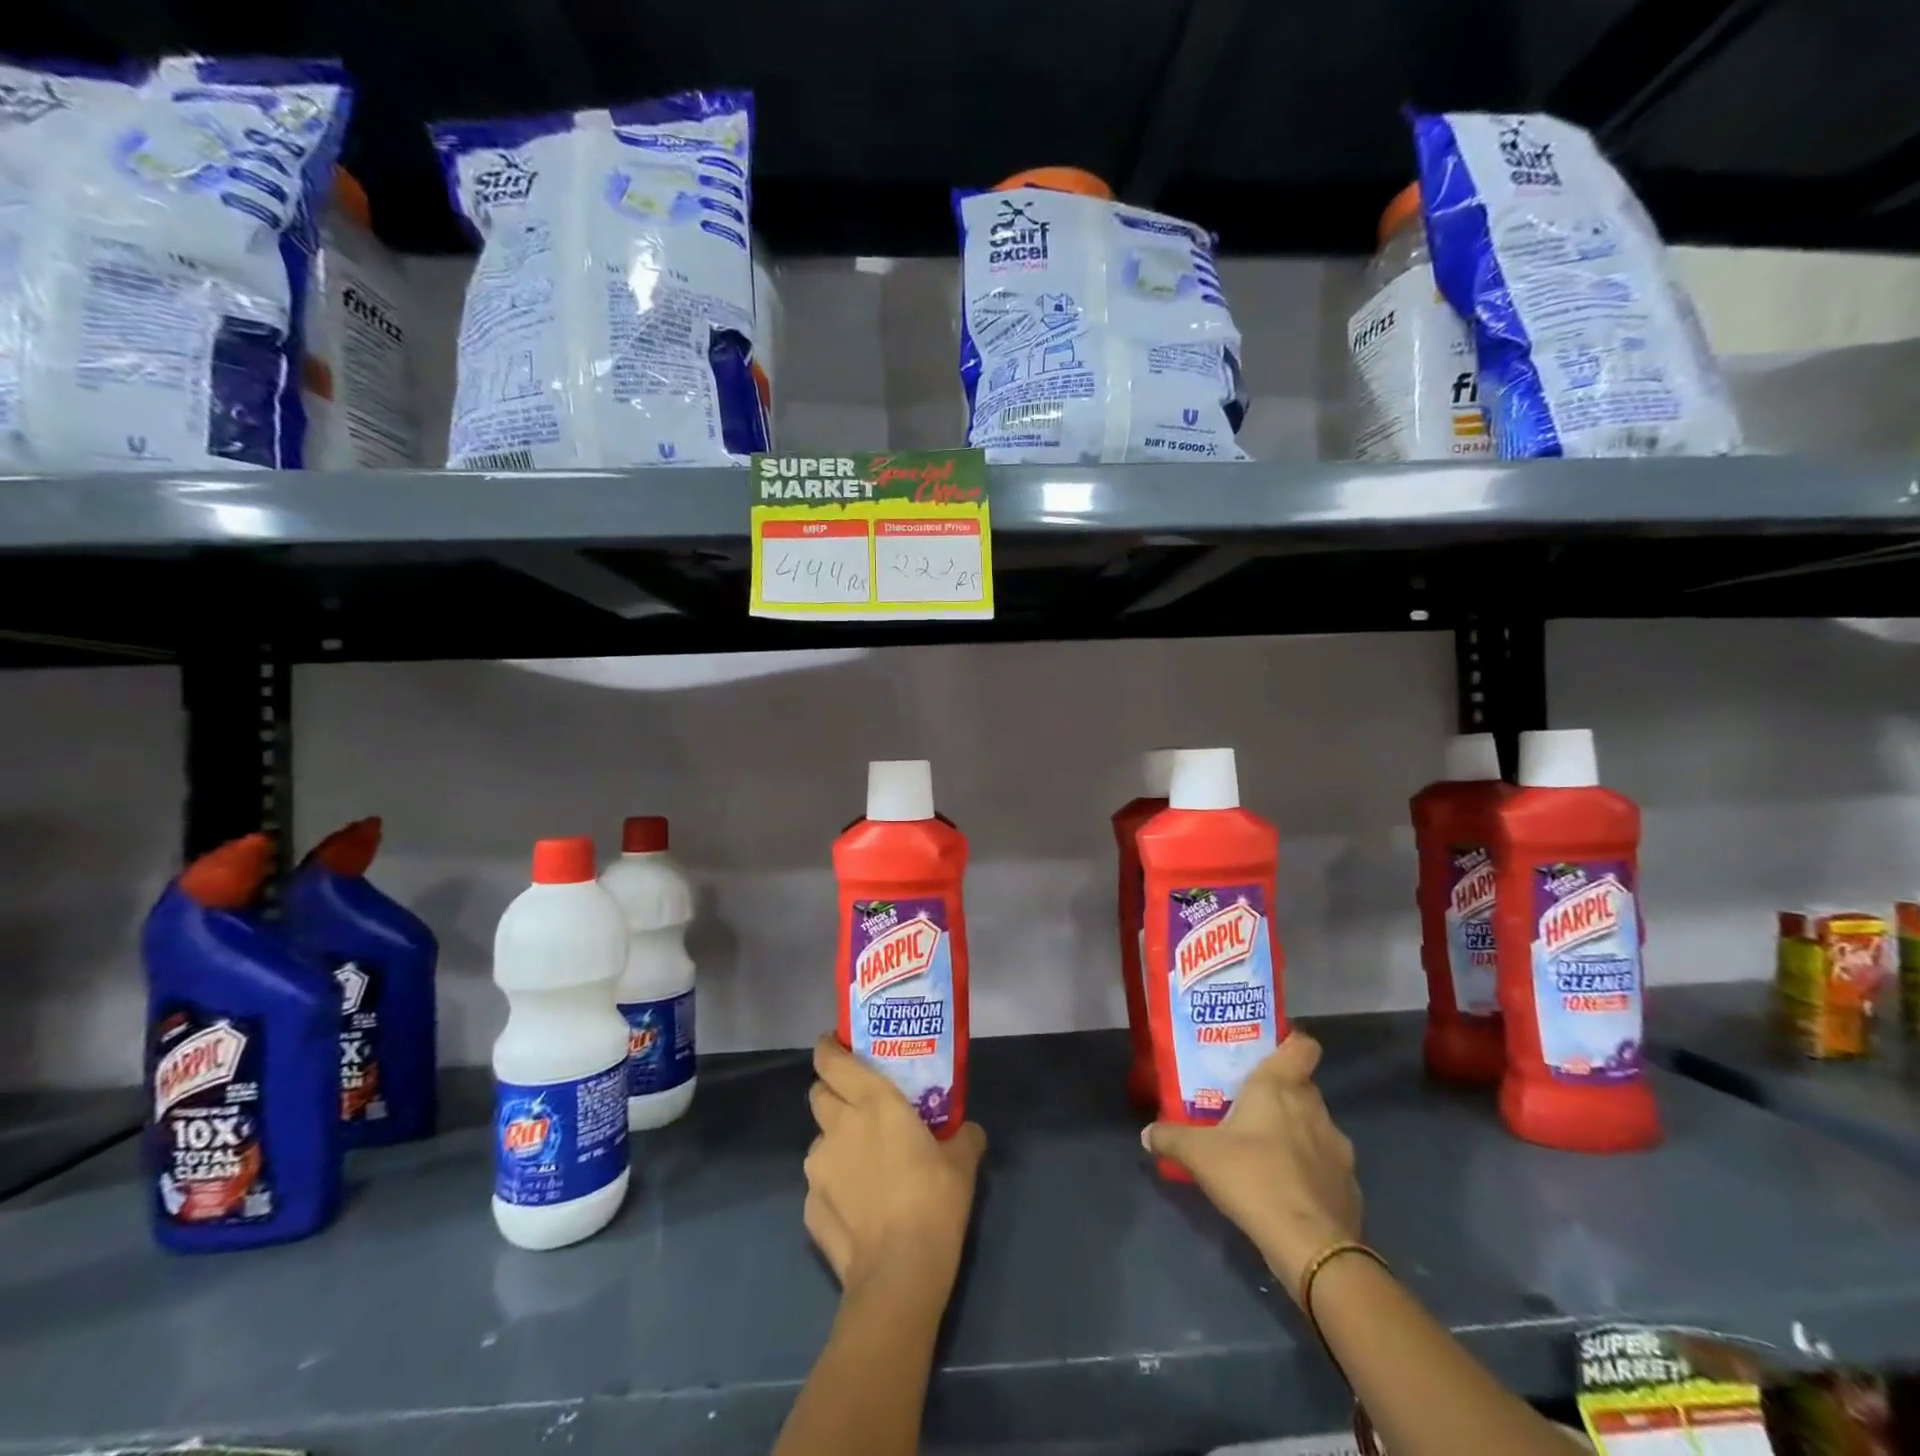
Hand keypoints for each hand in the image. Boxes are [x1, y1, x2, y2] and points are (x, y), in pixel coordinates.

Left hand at [804, 1036, 986, 1297]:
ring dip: (836, 1142)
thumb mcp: (962, 1161)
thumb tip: (967, 1130)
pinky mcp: (809, 1207)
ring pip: (819, 1140)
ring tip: (862, 1164)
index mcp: (872, 1101)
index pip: (832, 1060)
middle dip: (832, 1092)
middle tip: (857, 1105)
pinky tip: (858, 1206)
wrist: (898, 1274)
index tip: (836, 1043)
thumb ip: (963, 1136)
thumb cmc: (933, 1200)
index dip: (829, 1048)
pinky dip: (835, 1185)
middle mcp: (838, 1125)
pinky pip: (820, 1183)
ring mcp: (818, 1168)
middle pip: (818, 1093)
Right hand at [1143, 1032, 1360, 1301]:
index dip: (1291, 1042)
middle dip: (1282, 1094)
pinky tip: (1289, 1191)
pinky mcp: (1350, 1187)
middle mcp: (1314, 1108)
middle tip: (1251, 1107)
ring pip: (1316, 1126)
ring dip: (1298, 1134)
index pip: (1301, 1046)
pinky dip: (1311, 1173)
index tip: (1270, 1051)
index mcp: (1280, 1087)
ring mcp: (1339, 1149)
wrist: (1312, 1247)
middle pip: (1303, 1087)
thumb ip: (1171, 1138)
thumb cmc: (1252, 1177)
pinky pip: (1327, 1168)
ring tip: (1268, 1152)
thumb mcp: (1198, 1155)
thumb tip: (1146, 1133)